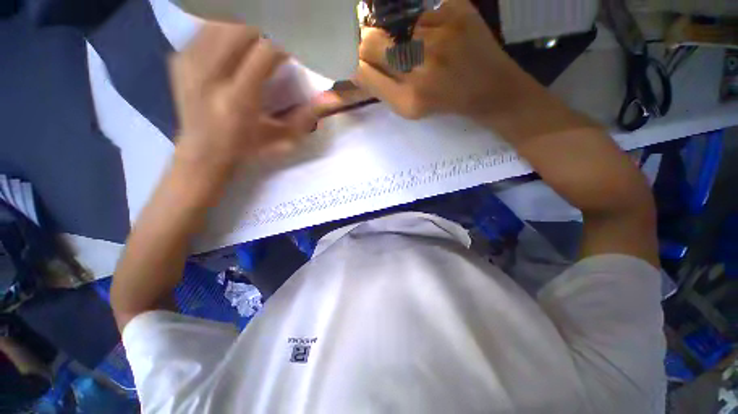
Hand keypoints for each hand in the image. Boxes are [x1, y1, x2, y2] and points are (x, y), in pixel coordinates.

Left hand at [169, 23, 317, 174]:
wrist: (202, 151)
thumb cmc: (247, 148)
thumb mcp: (281, 141)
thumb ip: (304, 119)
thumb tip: (329, 99)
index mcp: (239, 100)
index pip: (264, 52)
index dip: (284, 43)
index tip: (296, 47)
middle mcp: (210, 76)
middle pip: (240, 28)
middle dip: (265, 27)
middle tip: (279, 36)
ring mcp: (190, 64)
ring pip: (221, 22)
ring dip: (246, 24)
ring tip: (260, 34)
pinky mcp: (179, 58)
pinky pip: (205, 27)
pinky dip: (226, 26)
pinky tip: (238, 38)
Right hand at [355, 0, 531, 121]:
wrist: (491, 89)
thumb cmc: (445, 102)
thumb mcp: (409, 109)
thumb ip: (380, 89)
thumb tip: (355, 66)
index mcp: (408, 100)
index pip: (362, 71)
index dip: (357, 62)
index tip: (361, 61)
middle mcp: (420, 68)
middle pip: (370, 42)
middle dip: (370, 44)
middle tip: (384, 49)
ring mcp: (439, 36)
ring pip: (393, 24)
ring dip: (398, 34)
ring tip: (420, 47)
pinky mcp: (456, 11)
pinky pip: (420, 11)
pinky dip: (422, 23)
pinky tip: (437, 36)